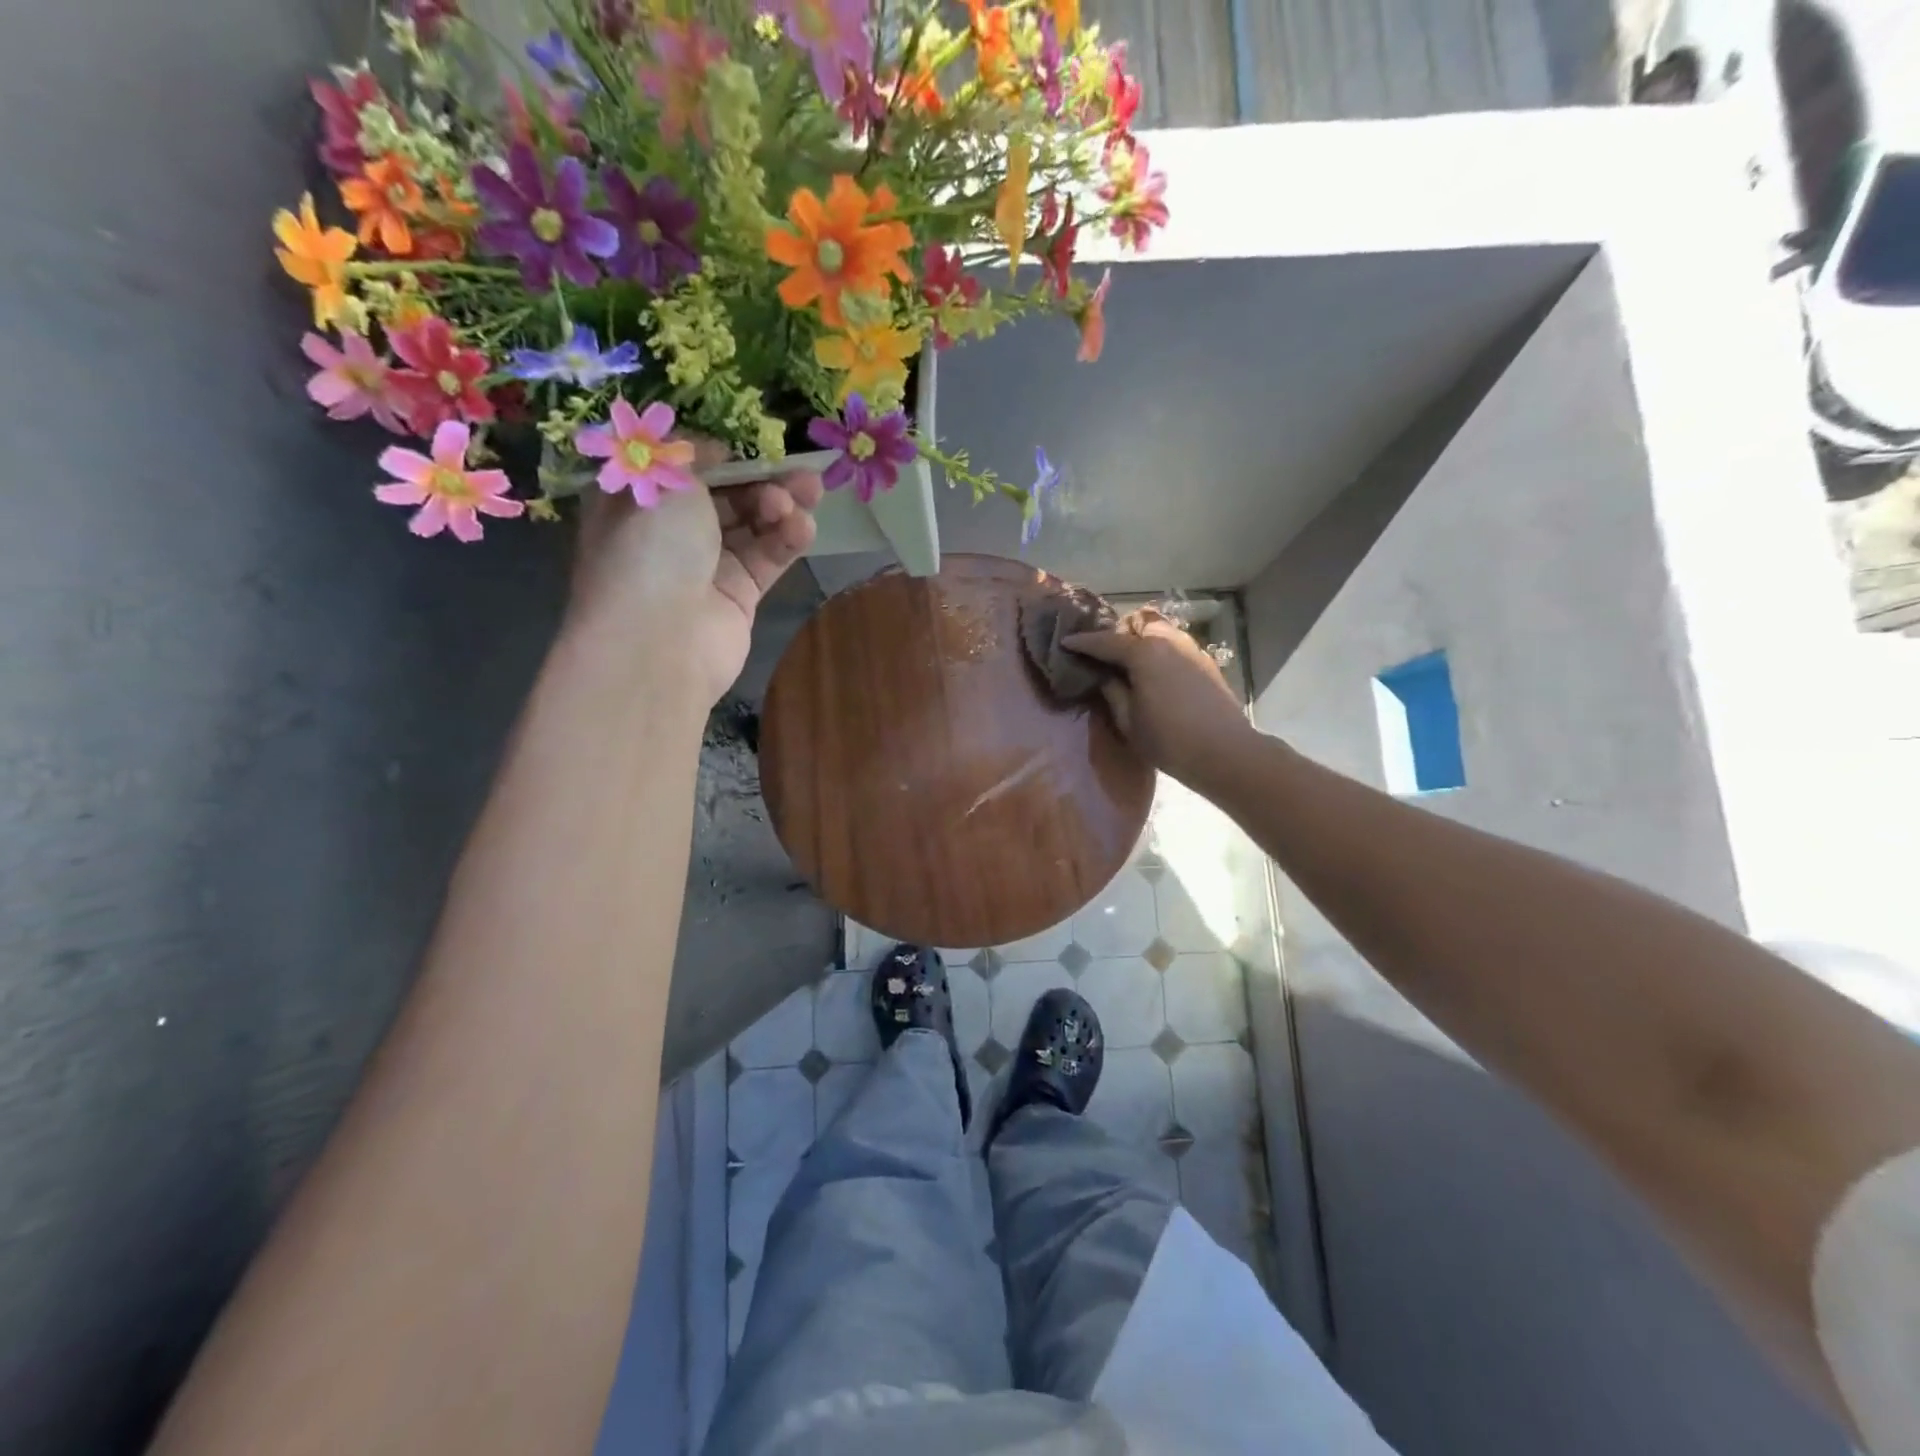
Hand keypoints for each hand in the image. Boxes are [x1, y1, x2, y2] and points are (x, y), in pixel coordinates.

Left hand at [567, 437, 822, 705]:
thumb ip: (697, 457)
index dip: (723, 454)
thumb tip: (718, 451)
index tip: (755, 446)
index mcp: (640, 500)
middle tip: (799, 471)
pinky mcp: (739, 596)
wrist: (659, 640)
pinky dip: (787, 540)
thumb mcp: (667, 480)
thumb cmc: (650, 549)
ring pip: (752, 526)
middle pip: (726, 496)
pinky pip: (767, 559)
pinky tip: (804, 528)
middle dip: (764, 479)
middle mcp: (670, 533)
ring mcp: (706, 567)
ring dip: (781, 506)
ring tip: (807, 495)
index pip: (687, 468)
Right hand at [1063, 610, 1251, 785]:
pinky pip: (1174, 644)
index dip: (1082, 643)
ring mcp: (1190, 648)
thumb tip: (1104, 676)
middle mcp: (1168, 640)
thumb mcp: (1128, 720)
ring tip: (1128, 662)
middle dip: (1118, 632)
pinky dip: (1159, 650)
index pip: (1104, 641)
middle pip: (1138, 622)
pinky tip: (1154, 673)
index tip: (1065, 643)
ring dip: (1140, 639)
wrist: (1225, 752)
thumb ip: (1111, 691)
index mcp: (1143, 651)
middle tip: (1103, 654)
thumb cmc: (1168, 739)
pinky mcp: (1205, 662)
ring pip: (1159, 630)